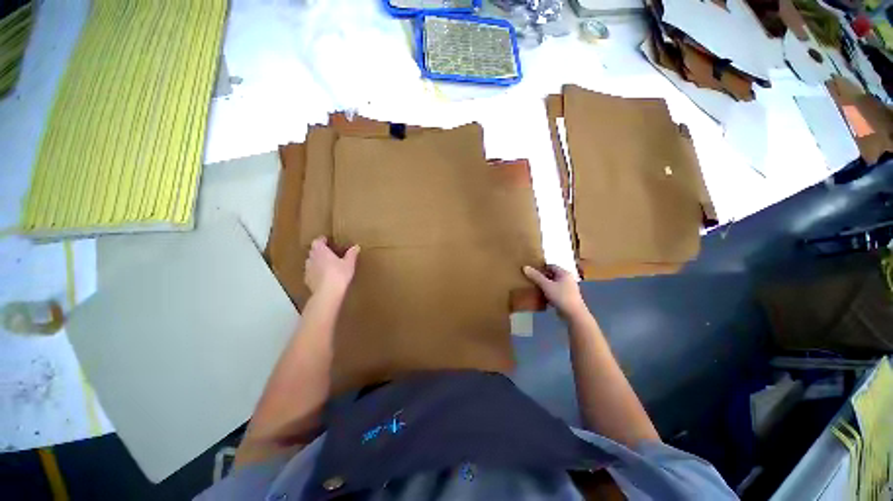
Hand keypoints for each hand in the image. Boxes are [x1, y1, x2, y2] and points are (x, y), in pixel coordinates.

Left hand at [304, 237, 359, 299]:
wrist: (327, 293)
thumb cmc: (339, 274)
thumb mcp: (349, 263)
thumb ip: (351, 254)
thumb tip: (356, 246)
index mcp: (321, 251)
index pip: (317, 241)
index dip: (322, 240)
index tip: (327, 240)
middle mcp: (312, 258)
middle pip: (313, 251)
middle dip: (320, 251)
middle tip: (329, 253)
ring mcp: (308, 269)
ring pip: (311, 262)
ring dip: (317, 262)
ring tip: (327, 265)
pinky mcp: (307, 280)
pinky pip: (311, 273)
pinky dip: (316, 273)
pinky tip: (324, 277)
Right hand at [523, 265, 586, 318]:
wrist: (574, 315)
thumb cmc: (561, 296)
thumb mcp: (546, 285)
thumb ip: (536, 276)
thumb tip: (525, 267)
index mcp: (564, 274)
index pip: (551, 266)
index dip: (541, 267)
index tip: (531, 270)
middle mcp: (567, 280)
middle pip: (552, 275)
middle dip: (542, 277)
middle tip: (531, 278)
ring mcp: (568, 290)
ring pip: (553, 285)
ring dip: (545, 286)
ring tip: (534, 287)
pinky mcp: (566, 299)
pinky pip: (555, 293)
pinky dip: (548, 293)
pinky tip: (541, 297)